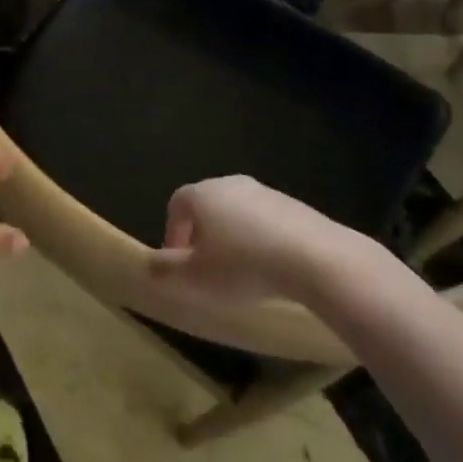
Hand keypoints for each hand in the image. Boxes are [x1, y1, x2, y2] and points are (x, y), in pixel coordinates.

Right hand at [149, 175, 380, 301]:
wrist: (315, 258)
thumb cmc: (243, 265)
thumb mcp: (196, 277)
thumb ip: (167, 270)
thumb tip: (147, 265)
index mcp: (202, 194)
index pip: (176, 204)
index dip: (173, 232)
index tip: (179, 261)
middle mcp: (231, 184)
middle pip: (208, 205)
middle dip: (203, 234)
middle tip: (208, 267)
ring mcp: (266, 192)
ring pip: (239, 212)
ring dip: (234, 237)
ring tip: (242, 272)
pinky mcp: (295, 206)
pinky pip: (268, 221)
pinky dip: (263, 240)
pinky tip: (272, 268)